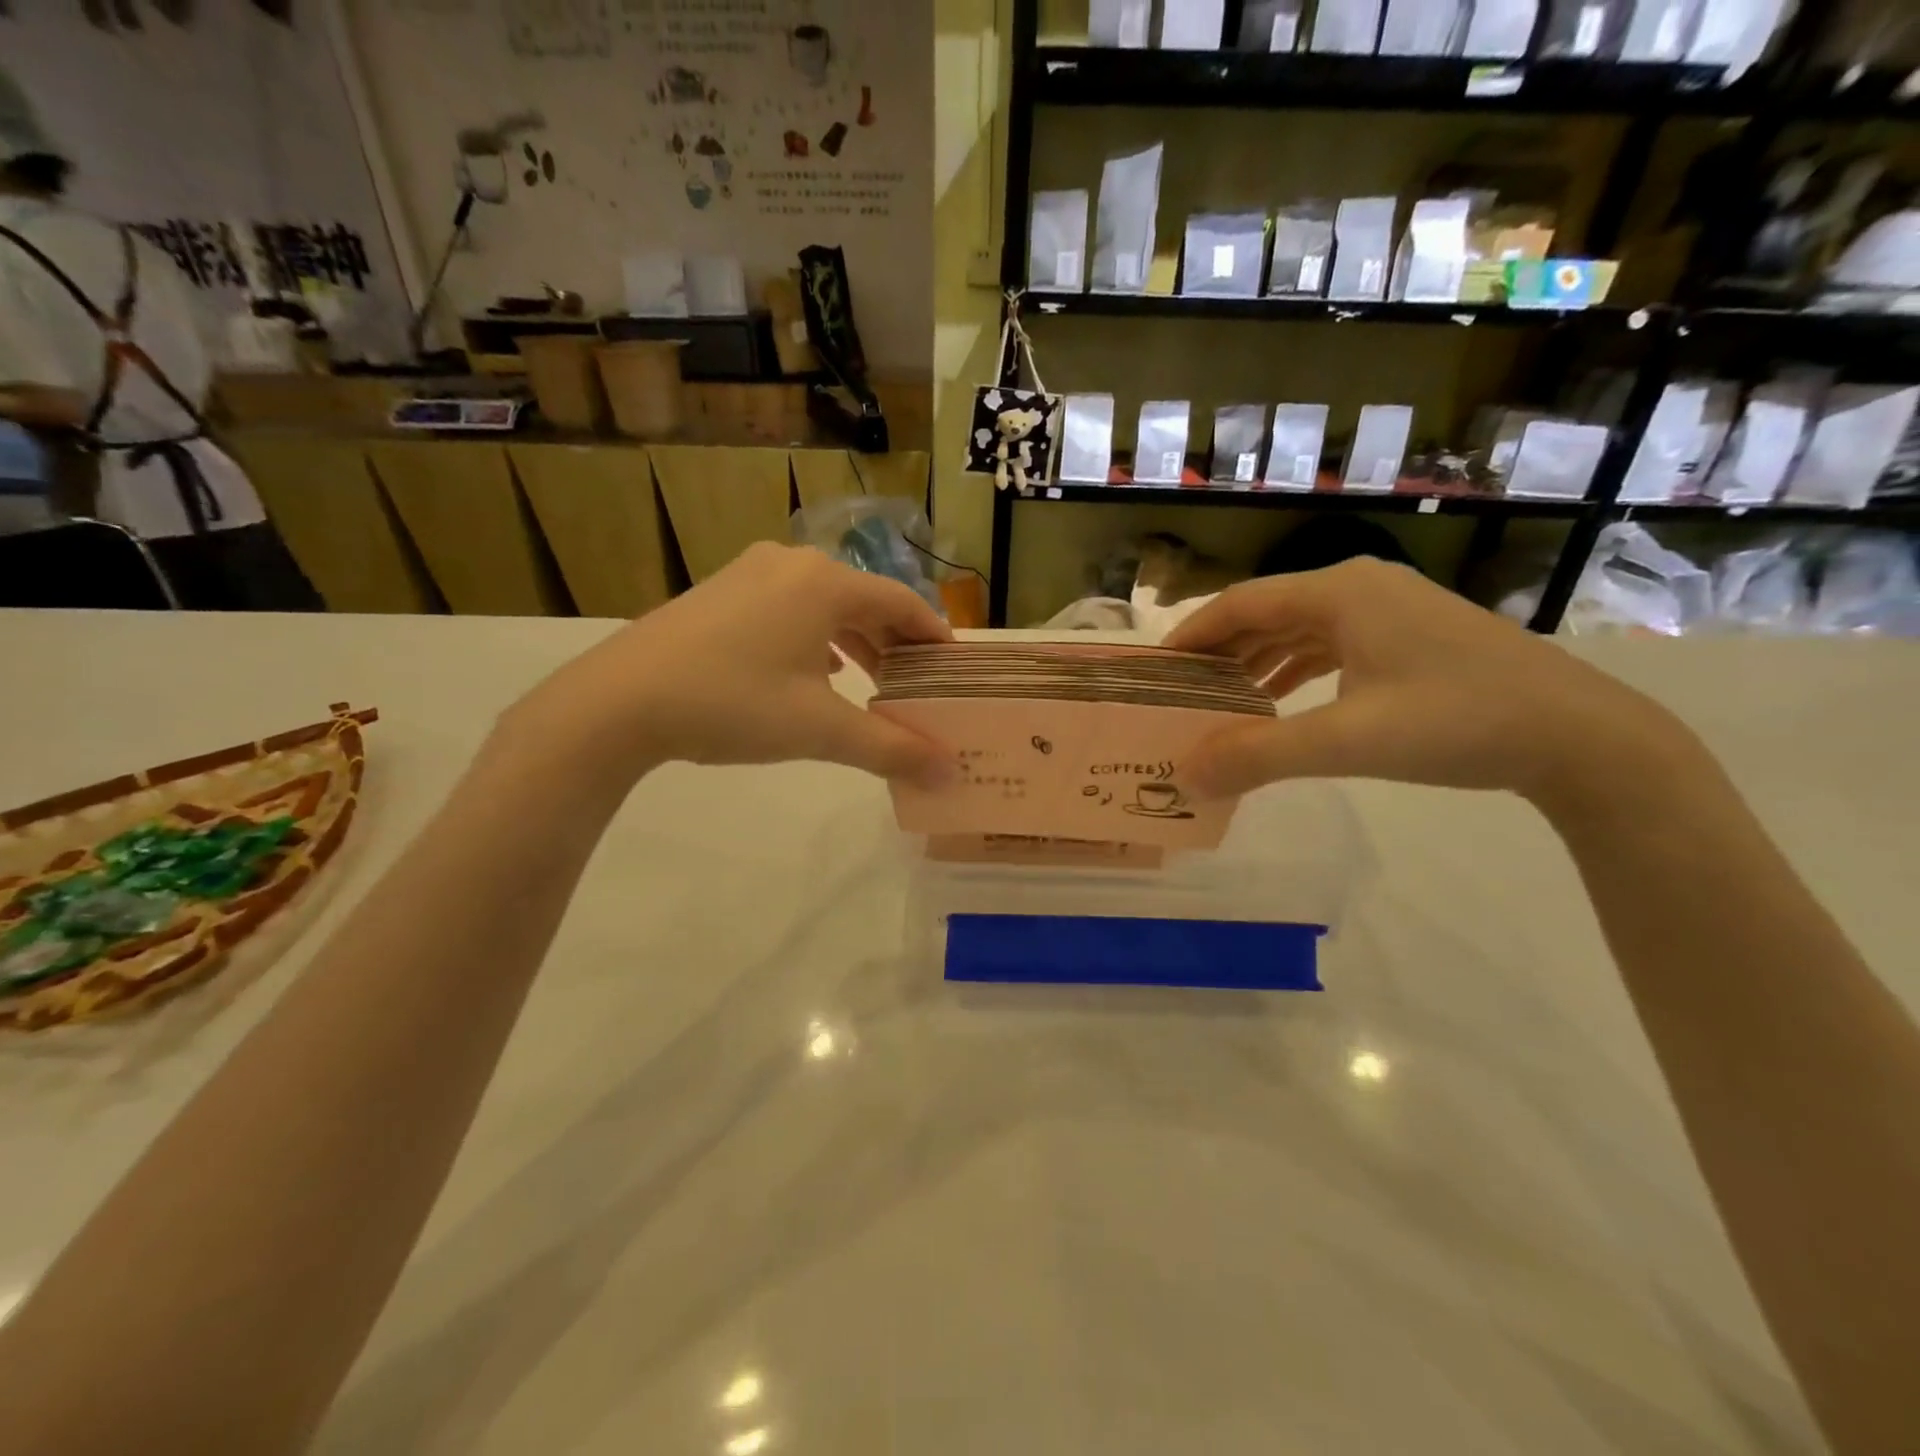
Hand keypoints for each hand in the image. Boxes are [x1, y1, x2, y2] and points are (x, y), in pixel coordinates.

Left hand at [504, 543, 956, 786]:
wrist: (619, 701)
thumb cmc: (732, 704)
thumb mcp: (819, 730)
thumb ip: (891, 749)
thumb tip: (950, 772)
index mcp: (825, 583)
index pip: (902, 602)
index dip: (934, 635)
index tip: (954, 668)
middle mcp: (792, 564)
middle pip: (864, 599)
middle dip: (895, 642)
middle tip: (918, 682)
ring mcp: (751, 574)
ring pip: (825, 604)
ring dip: (856, 641)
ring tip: (874, 682)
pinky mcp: (721, 592)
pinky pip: (789, 608)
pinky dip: (816, 638)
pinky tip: (816, 672)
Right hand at [1162, 558, 1691, 803]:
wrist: (1581, 735)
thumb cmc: (1457, 723)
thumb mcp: (1348, 742)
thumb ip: (1260, 755)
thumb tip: (1187, 773)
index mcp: (1339, 592)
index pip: (1240, 603)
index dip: (1191, 635)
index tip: (1155, 670)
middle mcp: (1359, 587)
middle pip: (1266, 612)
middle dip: (1220, 652)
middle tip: (1181, 692)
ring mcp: (1389, 609)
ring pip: (1298, 629)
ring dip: (1256, 662)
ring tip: (1220, 701)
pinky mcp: (1409, 635)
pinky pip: (1330, 644)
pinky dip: (1295, 669)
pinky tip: (1280, 700)